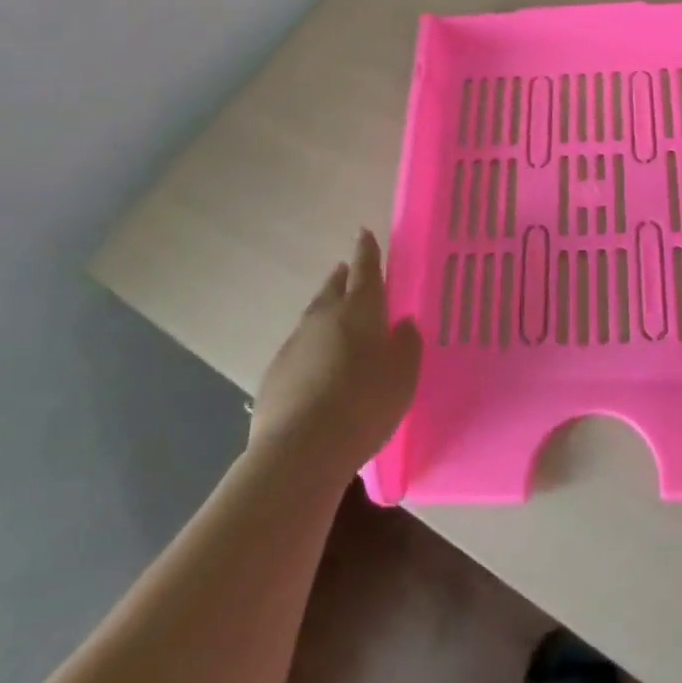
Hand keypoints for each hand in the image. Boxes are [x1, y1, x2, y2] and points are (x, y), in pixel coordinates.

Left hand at [248, 229, 422, 473]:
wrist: (301, 449)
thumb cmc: (365, 403)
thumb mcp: (403, 375)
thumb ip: (406, 344)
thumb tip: (403, 323)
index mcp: (360, 309)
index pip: (365, 268)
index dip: (367, 250)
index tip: (364, 232)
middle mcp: (324, 317)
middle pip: (333, 288)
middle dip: (343, 278)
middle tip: (347, 271)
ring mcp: (295, 344)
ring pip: (313, 317)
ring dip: (325, 311)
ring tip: (334, 317)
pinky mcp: (275, 374)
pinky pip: (299, 349)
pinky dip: (311, 348)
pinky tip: (317, 367)